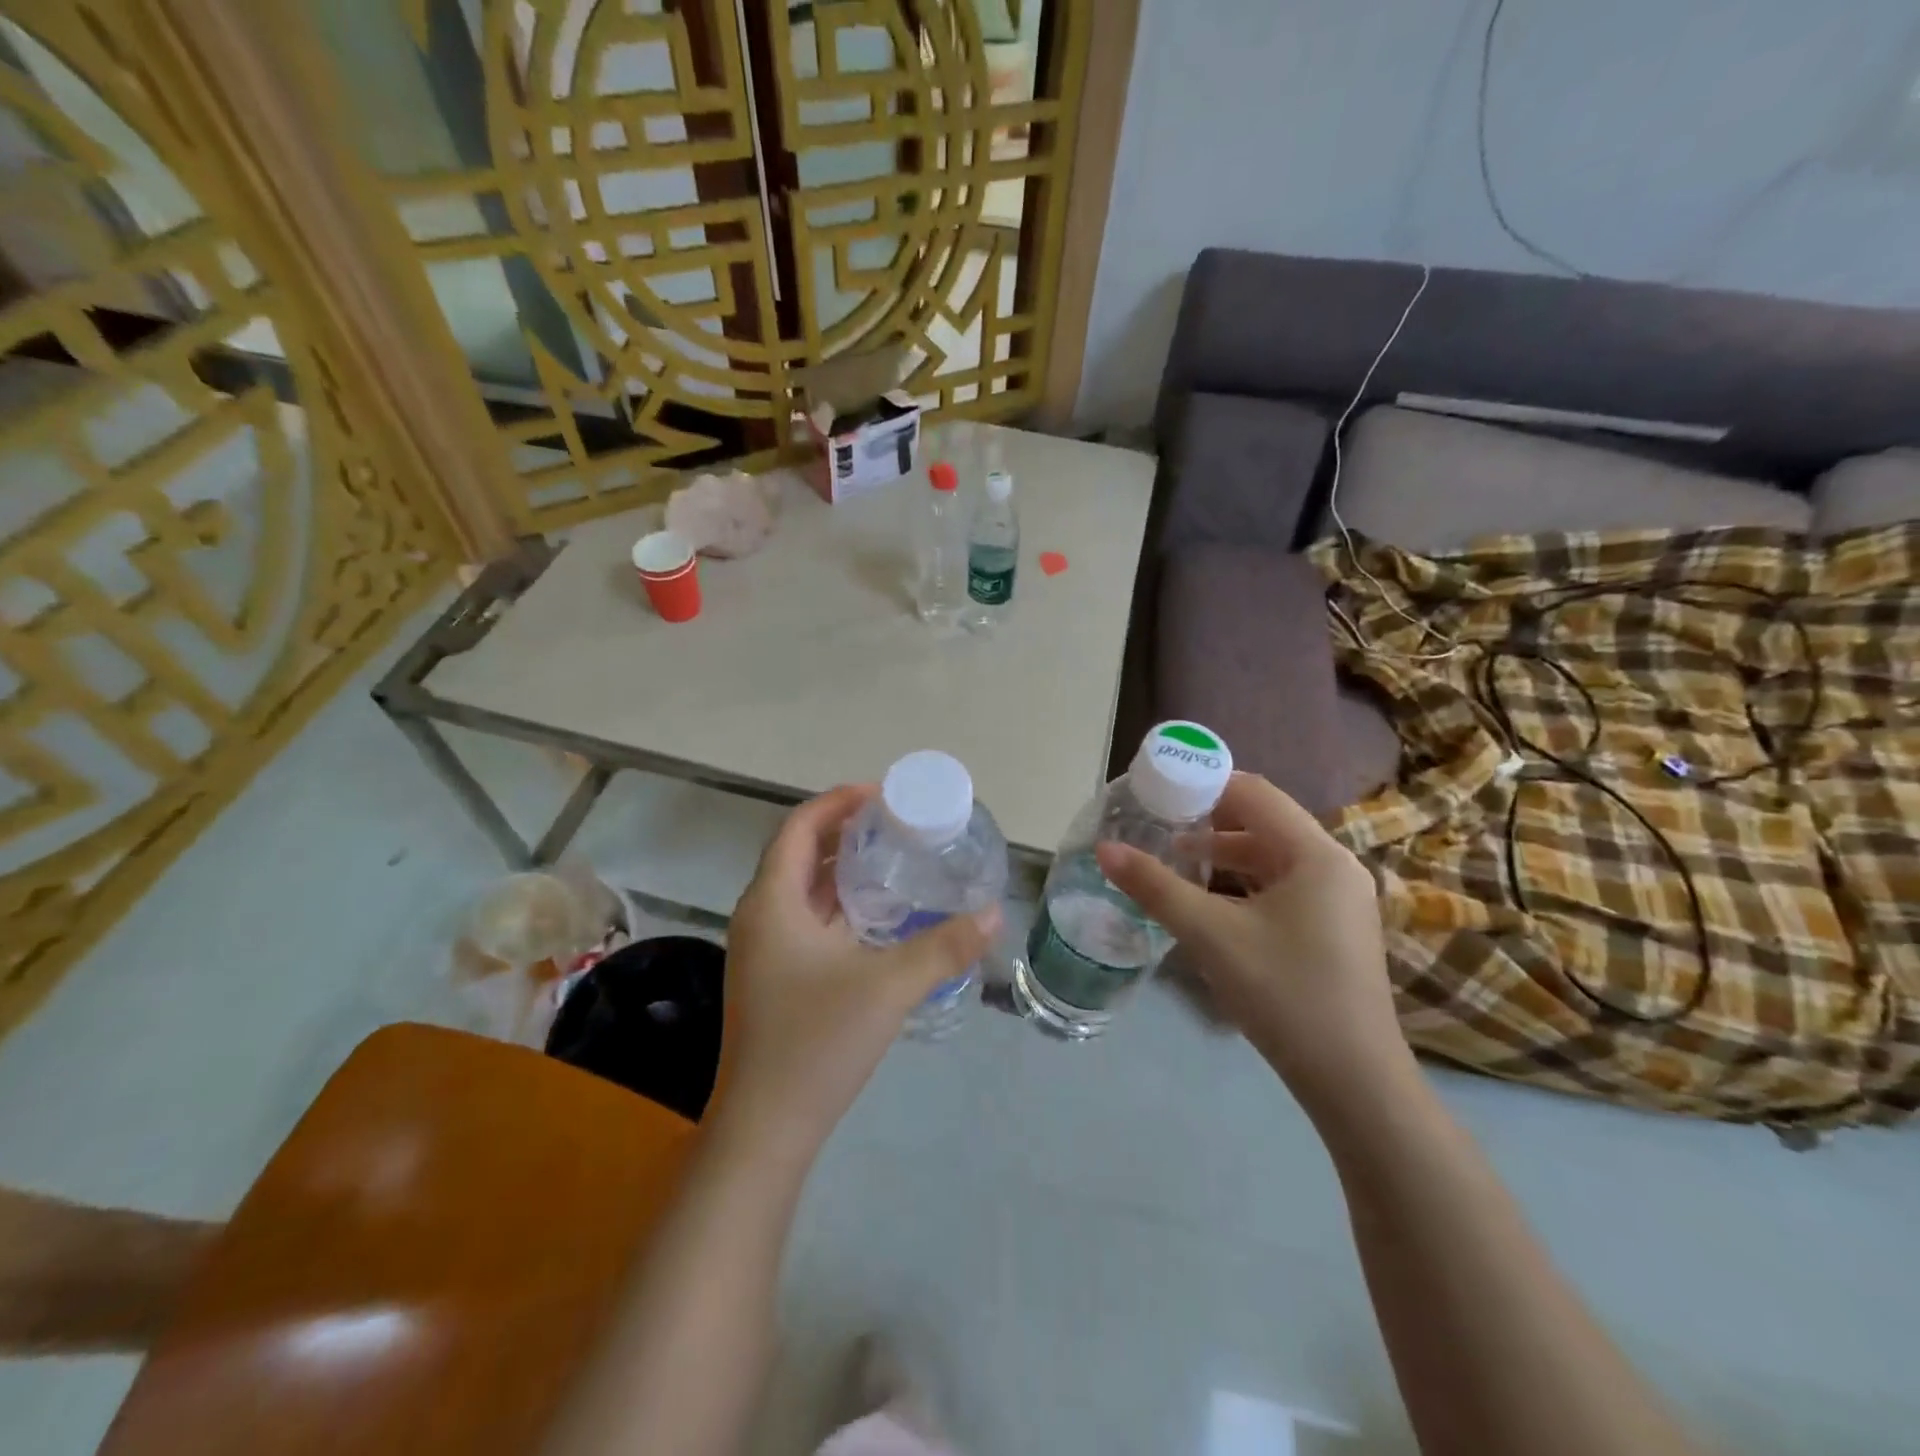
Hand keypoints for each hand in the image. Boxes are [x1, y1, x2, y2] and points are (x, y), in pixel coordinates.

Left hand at [715, 785, 1000, 1149]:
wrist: (766, 1130)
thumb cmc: (816, 1043)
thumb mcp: (889, 987)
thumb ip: (943, 948)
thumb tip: (993, 916)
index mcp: (772, 902)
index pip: (800, 827)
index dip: (838, 802)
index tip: (884, 795)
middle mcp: (761, 916)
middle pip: (801, 853)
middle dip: (847, 832)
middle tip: (898, 825)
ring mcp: (764, 950)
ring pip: (804, 890)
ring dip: (844, 870)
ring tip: (896, 860)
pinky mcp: (776, 978)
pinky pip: (808, 920)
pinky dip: (841, 905)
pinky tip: (880, 918)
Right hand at [1096, 773, 1413, 1116]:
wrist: (1354, 1082)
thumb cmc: (1284, 993)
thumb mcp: (1210, 935)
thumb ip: (1155, 887)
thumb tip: (1104, 849)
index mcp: (1315, 853)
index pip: (1254, 793)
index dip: (1203, 784)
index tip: (1158, 790)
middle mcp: (1334, 865)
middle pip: (1264, 821)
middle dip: (1208, 820)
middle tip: (1158, 823)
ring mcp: (1339, 899)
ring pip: (1273, 856)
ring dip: (1224, 853)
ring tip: (1175, 858)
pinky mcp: (1335, 928)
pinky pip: (1284, 885)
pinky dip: (1244, 882)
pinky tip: (1211, 901)